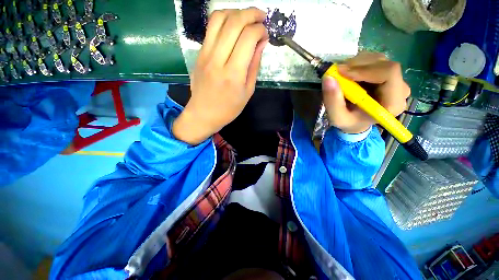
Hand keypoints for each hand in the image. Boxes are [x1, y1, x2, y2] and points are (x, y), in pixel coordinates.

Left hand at [173, 8, 268, 144]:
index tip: (265, 34)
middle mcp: (218, 60)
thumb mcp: (248, 92)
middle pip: (234, 22)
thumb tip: (261, 43)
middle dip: (251, 14)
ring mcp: (205, 54)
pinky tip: (232, 26)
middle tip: (261, 17)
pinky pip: (210, 28)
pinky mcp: (199, 53)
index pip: (248, 38)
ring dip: (236, 12)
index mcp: (234, 74)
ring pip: (219, 19)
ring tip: (246, 18)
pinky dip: (224, 20)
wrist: (204, 114)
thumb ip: (254, 66)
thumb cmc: (229, 109)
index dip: (260, 30)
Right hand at [322, 52, 410, 133]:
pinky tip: (348, 73)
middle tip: (337, 72)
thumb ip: (332, 101)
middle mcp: (400, 88)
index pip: (389, 73)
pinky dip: (357, 63)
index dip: (365, 69)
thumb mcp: (337, 118)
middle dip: (357, 65)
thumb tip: (328, 78)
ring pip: (378, 59)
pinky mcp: (387, 73)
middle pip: (383, 64)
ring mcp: (395, 79)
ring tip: (341, 75)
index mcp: (392, 103)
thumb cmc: (349, 122)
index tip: (342, 73)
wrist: (356, 121)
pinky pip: (374, 60)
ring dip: (356, 63)